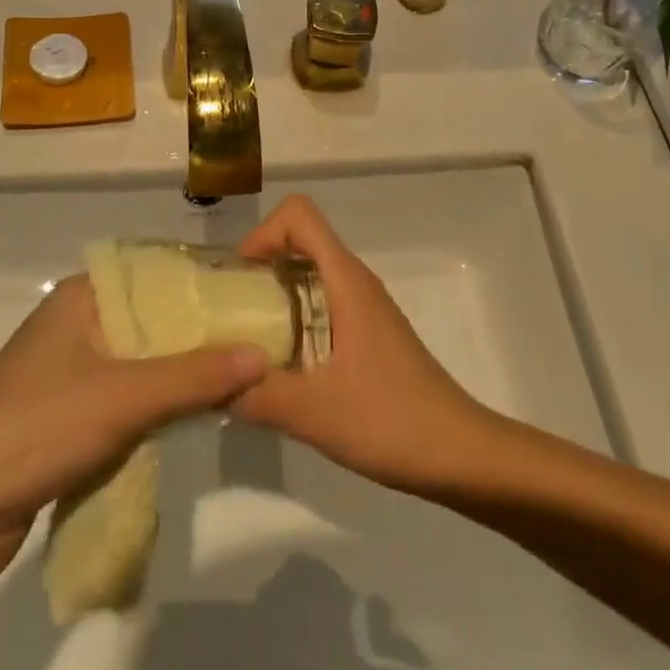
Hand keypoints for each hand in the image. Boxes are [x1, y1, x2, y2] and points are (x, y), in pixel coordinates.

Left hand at [0, 275, 266, 572]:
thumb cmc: (37, 429)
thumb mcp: (124, 397)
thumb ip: (196, 376)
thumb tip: (263, 355)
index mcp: (84, 297)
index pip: (159, 274)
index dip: (208, 284)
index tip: (259, 297)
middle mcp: (79, 323)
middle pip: (156, 319)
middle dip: (204, 333)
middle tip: (264, 340)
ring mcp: (73, 369)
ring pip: (145, 360)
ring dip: (185, 372)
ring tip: (245, 374)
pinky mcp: (70, 413)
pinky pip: (129, 395)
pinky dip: (162, 403)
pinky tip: (202, 411)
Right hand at [229, 196, 500, 494]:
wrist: (461, 454)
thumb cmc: (392, 421)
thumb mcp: (314, 412)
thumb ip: (256, 395)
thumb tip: (208, 386)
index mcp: (345, 281)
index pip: (299, 215)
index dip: (263, 233)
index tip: (239, 278)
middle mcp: (355, 282)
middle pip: (300, 240)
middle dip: (259, 265)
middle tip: (230, 313)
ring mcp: (364, 307)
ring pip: (310, 274)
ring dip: (273, 294)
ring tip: (246, 340)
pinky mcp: (368, 333)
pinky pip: (321, 303)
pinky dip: (293, 317)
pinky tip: (281, 366)